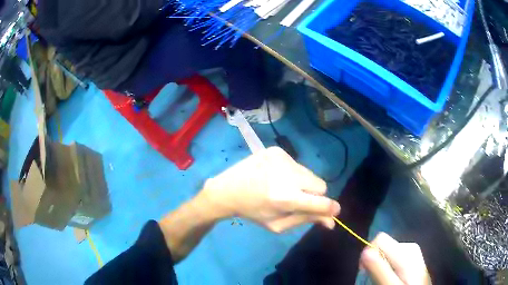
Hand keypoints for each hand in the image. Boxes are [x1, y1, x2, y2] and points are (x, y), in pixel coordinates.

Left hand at [199, 147, 340, 231]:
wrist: (227, 189)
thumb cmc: (252, 211)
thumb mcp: (277, 224)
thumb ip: (305, 220)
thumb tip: (331, 221)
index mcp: (285, 198)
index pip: (321, 202)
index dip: (330, 208)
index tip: (334, 211)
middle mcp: (286, 175)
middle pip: (321, 185)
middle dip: (314, 195)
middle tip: (297, 200)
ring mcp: (281, 159)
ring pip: (310, 174)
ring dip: (303, 183)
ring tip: (282, 187)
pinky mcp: (276, 150)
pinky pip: (297, 164)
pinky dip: (292, 173)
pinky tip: (275, 177)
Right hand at [360, 233, 430, 284]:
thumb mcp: (392, 284)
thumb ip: (380, 269)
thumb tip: (365, 251)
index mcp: (406, 250)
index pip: (380, 239)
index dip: (369, 254)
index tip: (366, 270)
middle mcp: (410, 247)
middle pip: (384, 246)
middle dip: (376, 261)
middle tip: (376, 279)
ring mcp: (413, 252)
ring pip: (388, 253)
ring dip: (382, 266)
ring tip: (385, 279)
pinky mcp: (412, 258)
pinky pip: (394, 257)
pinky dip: (389, 267)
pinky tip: (393, 277)